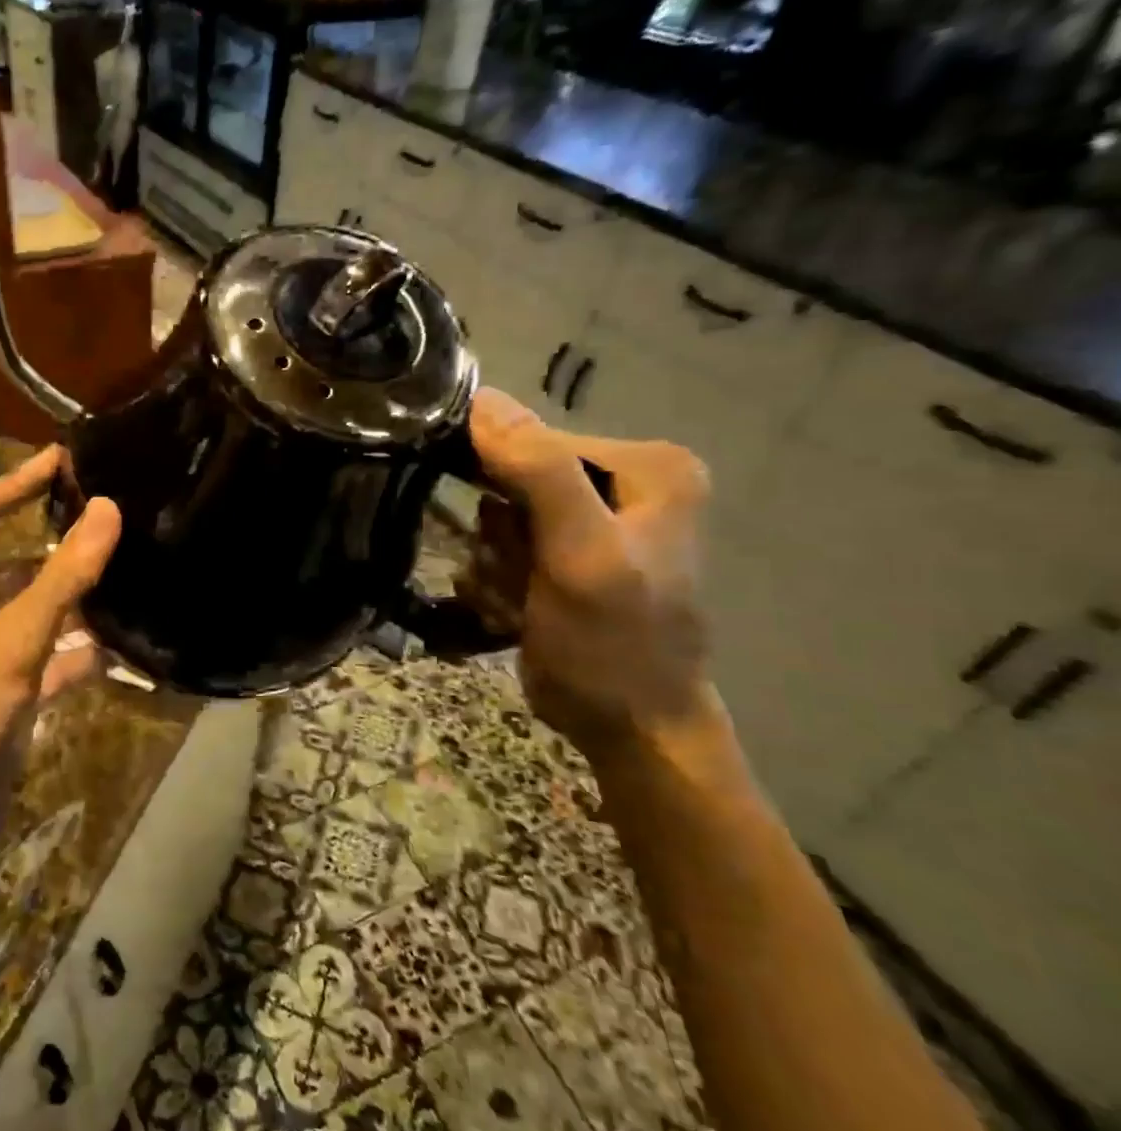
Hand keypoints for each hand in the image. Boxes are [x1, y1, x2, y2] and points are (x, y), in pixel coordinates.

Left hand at [0, 446, 121, 862]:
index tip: (65, 460)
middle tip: (115, 520)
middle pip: (15, 560)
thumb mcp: (11, 643)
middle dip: (59, 538)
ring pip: (41, 613)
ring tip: (132, 576)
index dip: (15, 480)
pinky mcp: (13, 700)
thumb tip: (107, 508)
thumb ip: (62, 579)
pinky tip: (124, 650)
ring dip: (78, 598)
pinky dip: (84, 655)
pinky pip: (56, 664)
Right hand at [465, 389, 720, 762]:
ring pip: (498, 516)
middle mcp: (623, 479)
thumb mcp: (582, 556)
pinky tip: (516, 610)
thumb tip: (482, 399)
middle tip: (520, 580)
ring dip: (494, 564)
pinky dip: (497, 580)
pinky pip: (501, 544)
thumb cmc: (614, 646)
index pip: (533, 439)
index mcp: (648, 464)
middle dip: (500, 537)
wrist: (631, 731)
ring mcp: (592, 517)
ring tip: (519, 602)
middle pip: (512, 479)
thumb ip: (541, 472)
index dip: (502, 485)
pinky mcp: (566, 550)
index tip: (507, 541)